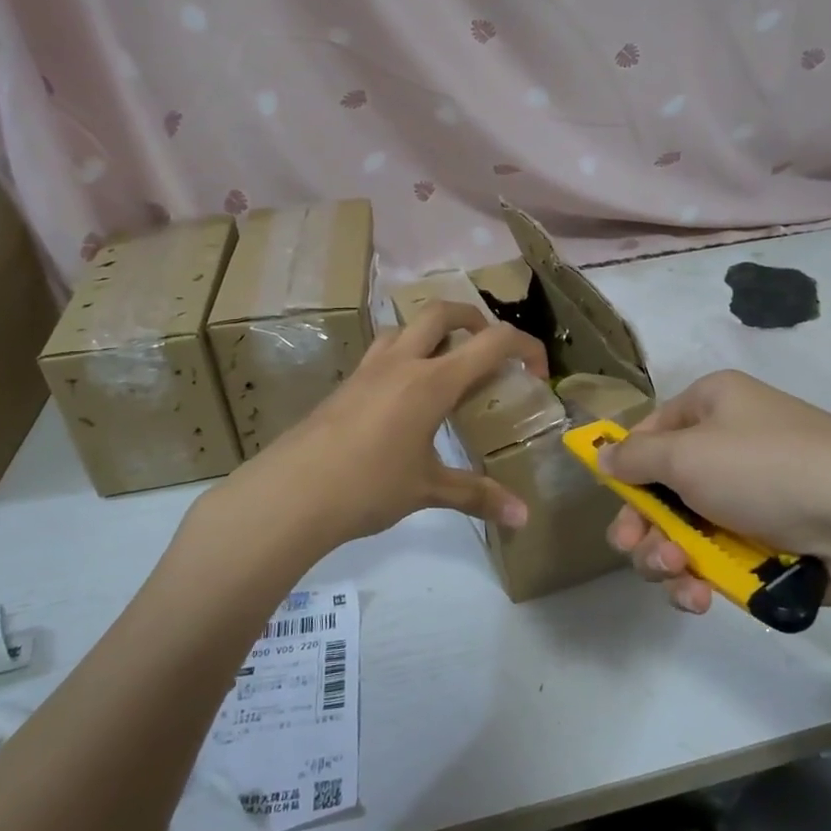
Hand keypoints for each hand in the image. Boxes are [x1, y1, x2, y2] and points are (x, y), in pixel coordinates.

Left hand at [213, 301, 547, 553]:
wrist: (292, 493)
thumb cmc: (369, 487)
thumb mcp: (429, 490)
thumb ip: (478, 496)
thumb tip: (523, 517)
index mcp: (432, 382)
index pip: (491, 342)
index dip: (524, 347)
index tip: (538, 370)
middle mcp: (401, 363)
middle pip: (442, 312)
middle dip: (473, 319)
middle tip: (489, 347)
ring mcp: (368, 370)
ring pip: (404, 327)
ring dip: (432, 333)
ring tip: (445, 367)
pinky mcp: (345, 384)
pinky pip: (381, 352)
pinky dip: (403, 356)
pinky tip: (403, 397)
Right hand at [601, 370, 830, 615]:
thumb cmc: (766, 471)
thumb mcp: (687, 454)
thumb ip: (634, 457)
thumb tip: (601, 454)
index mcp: (712, 405)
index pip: (649, 432)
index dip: (627, 469)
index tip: (618, 504)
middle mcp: (729, 443)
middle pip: (662, 488)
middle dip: (645, 526)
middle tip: (638, 550)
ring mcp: (751, 494)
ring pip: (685, 530)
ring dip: (668, 557)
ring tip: (679, 577)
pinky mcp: (769, 540)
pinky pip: (718, 556)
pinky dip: (702, 577)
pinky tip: (699, 598)